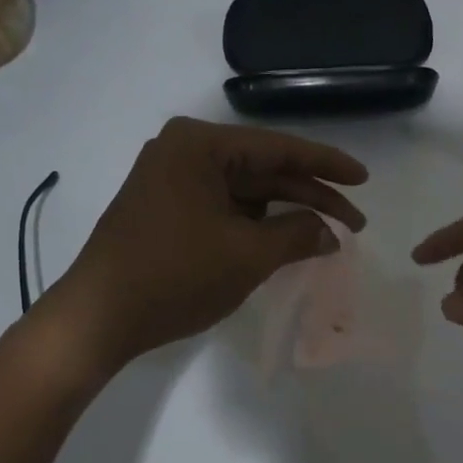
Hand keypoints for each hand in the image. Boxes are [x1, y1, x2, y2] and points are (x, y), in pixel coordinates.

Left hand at [51, 117, 367, 368]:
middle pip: (263, 171)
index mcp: (200, 145)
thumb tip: (331, 233)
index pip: (279, 149)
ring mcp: (171, 181)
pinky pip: (223, 209)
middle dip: (310, 197)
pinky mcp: (166, 210)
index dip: (327, 165)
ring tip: (324, 238)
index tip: (364, 179)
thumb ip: (298, 235)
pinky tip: (283, 243)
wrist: (99, 317)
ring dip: (284, 214)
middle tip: (354, 222)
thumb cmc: (175, 275)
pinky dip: (255, 226)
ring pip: (245, 193)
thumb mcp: (247, 255)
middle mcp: (183, 153)